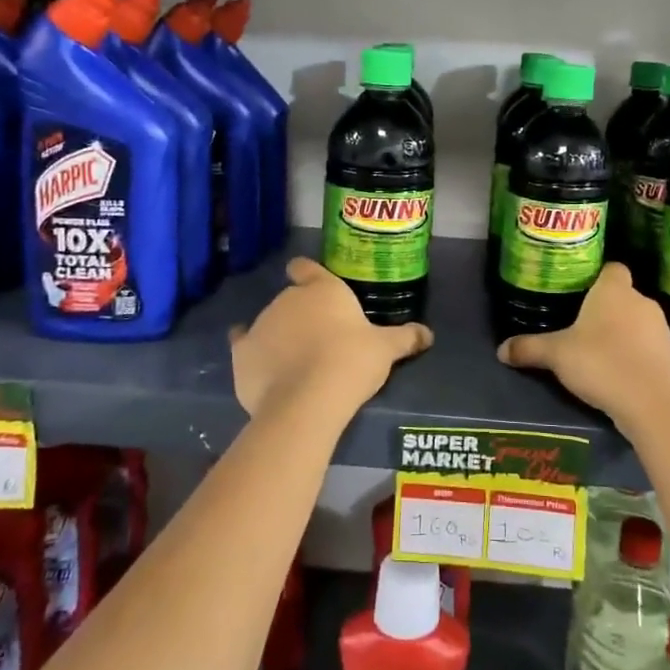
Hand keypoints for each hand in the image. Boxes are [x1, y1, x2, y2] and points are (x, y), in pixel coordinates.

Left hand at [230, 258, 431, 424]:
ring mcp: (260, 324)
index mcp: (321, 289)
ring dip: (279, 335)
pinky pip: (244, 345)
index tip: (312, 285)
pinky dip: (253, 353)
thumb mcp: (386, 350)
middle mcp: (287, 299)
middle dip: (301, 315)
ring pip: (269, 322)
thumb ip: (406, 337)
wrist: (307, 401)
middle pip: (290, 299)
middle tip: (321, 340)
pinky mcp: (241, 353)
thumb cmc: (351, 362)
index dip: (307, 274)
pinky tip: (262, 367)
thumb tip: (428, 334)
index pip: (306, 268)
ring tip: (296, 363)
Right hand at [497, 264, 669, 435]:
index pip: (611, 268)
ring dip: (621, 332)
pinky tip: (617, 371)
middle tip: (579, 325)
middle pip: (622, 295)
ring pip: (636, 321)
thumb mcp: (556, 355)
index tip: (579, 291)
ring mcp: (660, 328)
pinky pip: (646, 345)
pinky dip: (634, 353)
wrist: (650, 402)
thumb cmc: (600, 362)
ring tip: (597, 351)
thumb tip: (500, 350)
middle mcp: (640, 301)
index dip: (597, 276)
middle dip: (604, 308)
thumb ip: (528, 348)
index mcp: (614, 290)